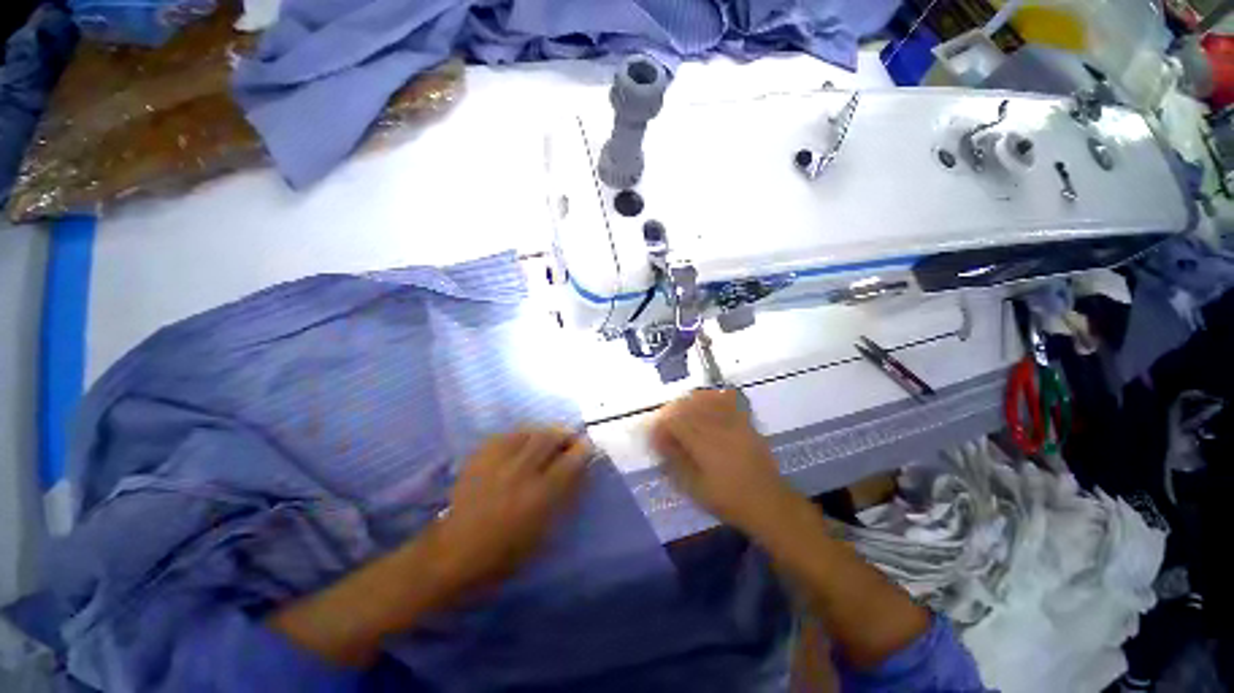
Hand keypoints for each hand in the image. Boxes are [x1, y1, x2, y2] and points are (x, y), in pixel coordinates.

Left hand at [433, 428, 589, 595]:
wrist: (453, 553)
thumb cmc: (504, 554)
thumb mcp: (543, 533)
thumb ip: (563, 498)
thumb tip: (579, 471)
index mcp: (540, 496)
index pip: (570, 461)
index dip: (583, 450)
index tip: (587, 446)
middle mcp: (521, 472)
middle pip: (550, 438)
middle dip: (564, 434)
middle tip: (569, 439)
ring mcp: (498, 462)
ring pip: (529, 432)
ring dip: (544, 432)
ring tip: (547, 438)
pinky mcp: (480, 458)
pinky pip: (506, 435)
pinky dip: (520, 435)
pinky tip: (522, 441)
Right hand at [650, 389, 793, 532]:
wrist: (768, 502)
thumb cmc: (728, 499)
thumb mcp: (695, 488)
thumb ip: (675, 461)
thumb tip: (659, 442)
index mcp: (704, 445)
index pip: (675, 422)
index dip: (661, 425)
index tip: (655, 435)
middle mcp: (718, 427)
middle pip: (688, 406)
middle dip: (671, 411)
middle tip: (664, 423)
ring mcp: (733, 422)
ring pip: (705, 399)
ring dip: (688, 402)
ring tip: (680, 412)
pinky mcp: (745, 422)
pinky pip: (726, 399)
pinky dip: (711, 396)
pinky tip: (704, 401)